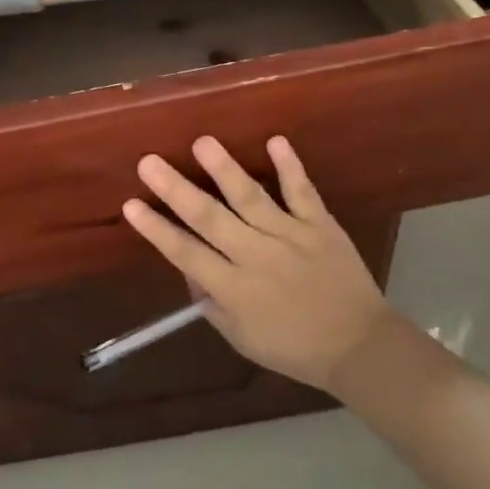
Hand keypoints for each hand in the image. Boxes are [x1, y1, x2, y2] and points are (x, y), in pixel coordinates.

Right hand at [121, 136, 398, 393]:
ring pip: (252, 198)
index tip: (130, 205)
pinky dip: (290, 167)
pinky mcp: (321, 226)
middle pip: (210, 219)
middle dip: (176, 189)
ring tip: (203, 142)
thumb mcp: (241, 338)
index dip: (157, 229)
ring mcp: (291, 237)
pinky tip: (275, 141)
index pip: (186, 254)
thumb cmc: (293, 348)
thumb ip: (212, 304)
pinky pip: (303, 193)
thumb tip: (189, 269)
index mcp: (235, 289)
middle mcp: (257, 257)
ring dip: (225, 170)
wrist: (359, 347)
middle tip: (149, 162)